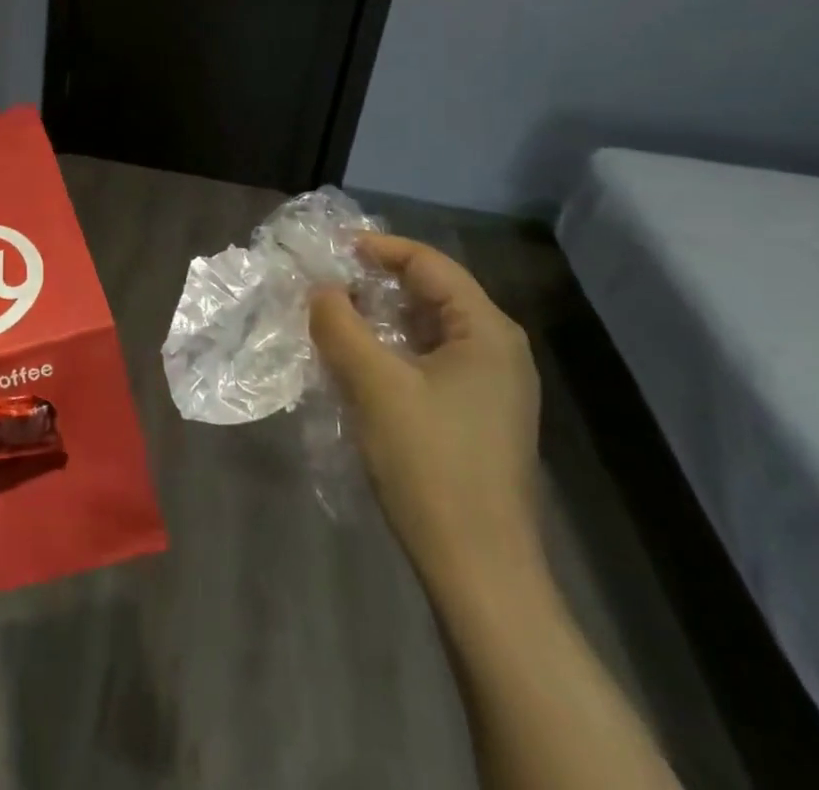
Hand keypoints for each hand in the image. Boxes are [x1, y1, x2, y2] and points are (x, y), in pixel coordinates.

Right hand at [309, 235, 541, 591]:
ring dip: (379, 318)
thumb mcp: (374, 383)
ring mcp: (491, 386)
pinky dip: (391, 350)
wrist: (478, 570)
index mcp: (487, 331)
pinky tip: (356, 362)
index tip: (328, 248)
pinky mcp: (477, 416)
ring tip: (331, 317)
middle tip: (322, 281)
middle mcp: (498, 349)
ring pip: (426, 329)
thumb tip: (320, 289)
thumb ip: (340, 323)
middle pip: (430, 292)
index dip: (376, 247)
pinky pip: (429, 361)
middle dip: (374, 282)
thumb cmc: (430, 463)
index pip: (427, 263)